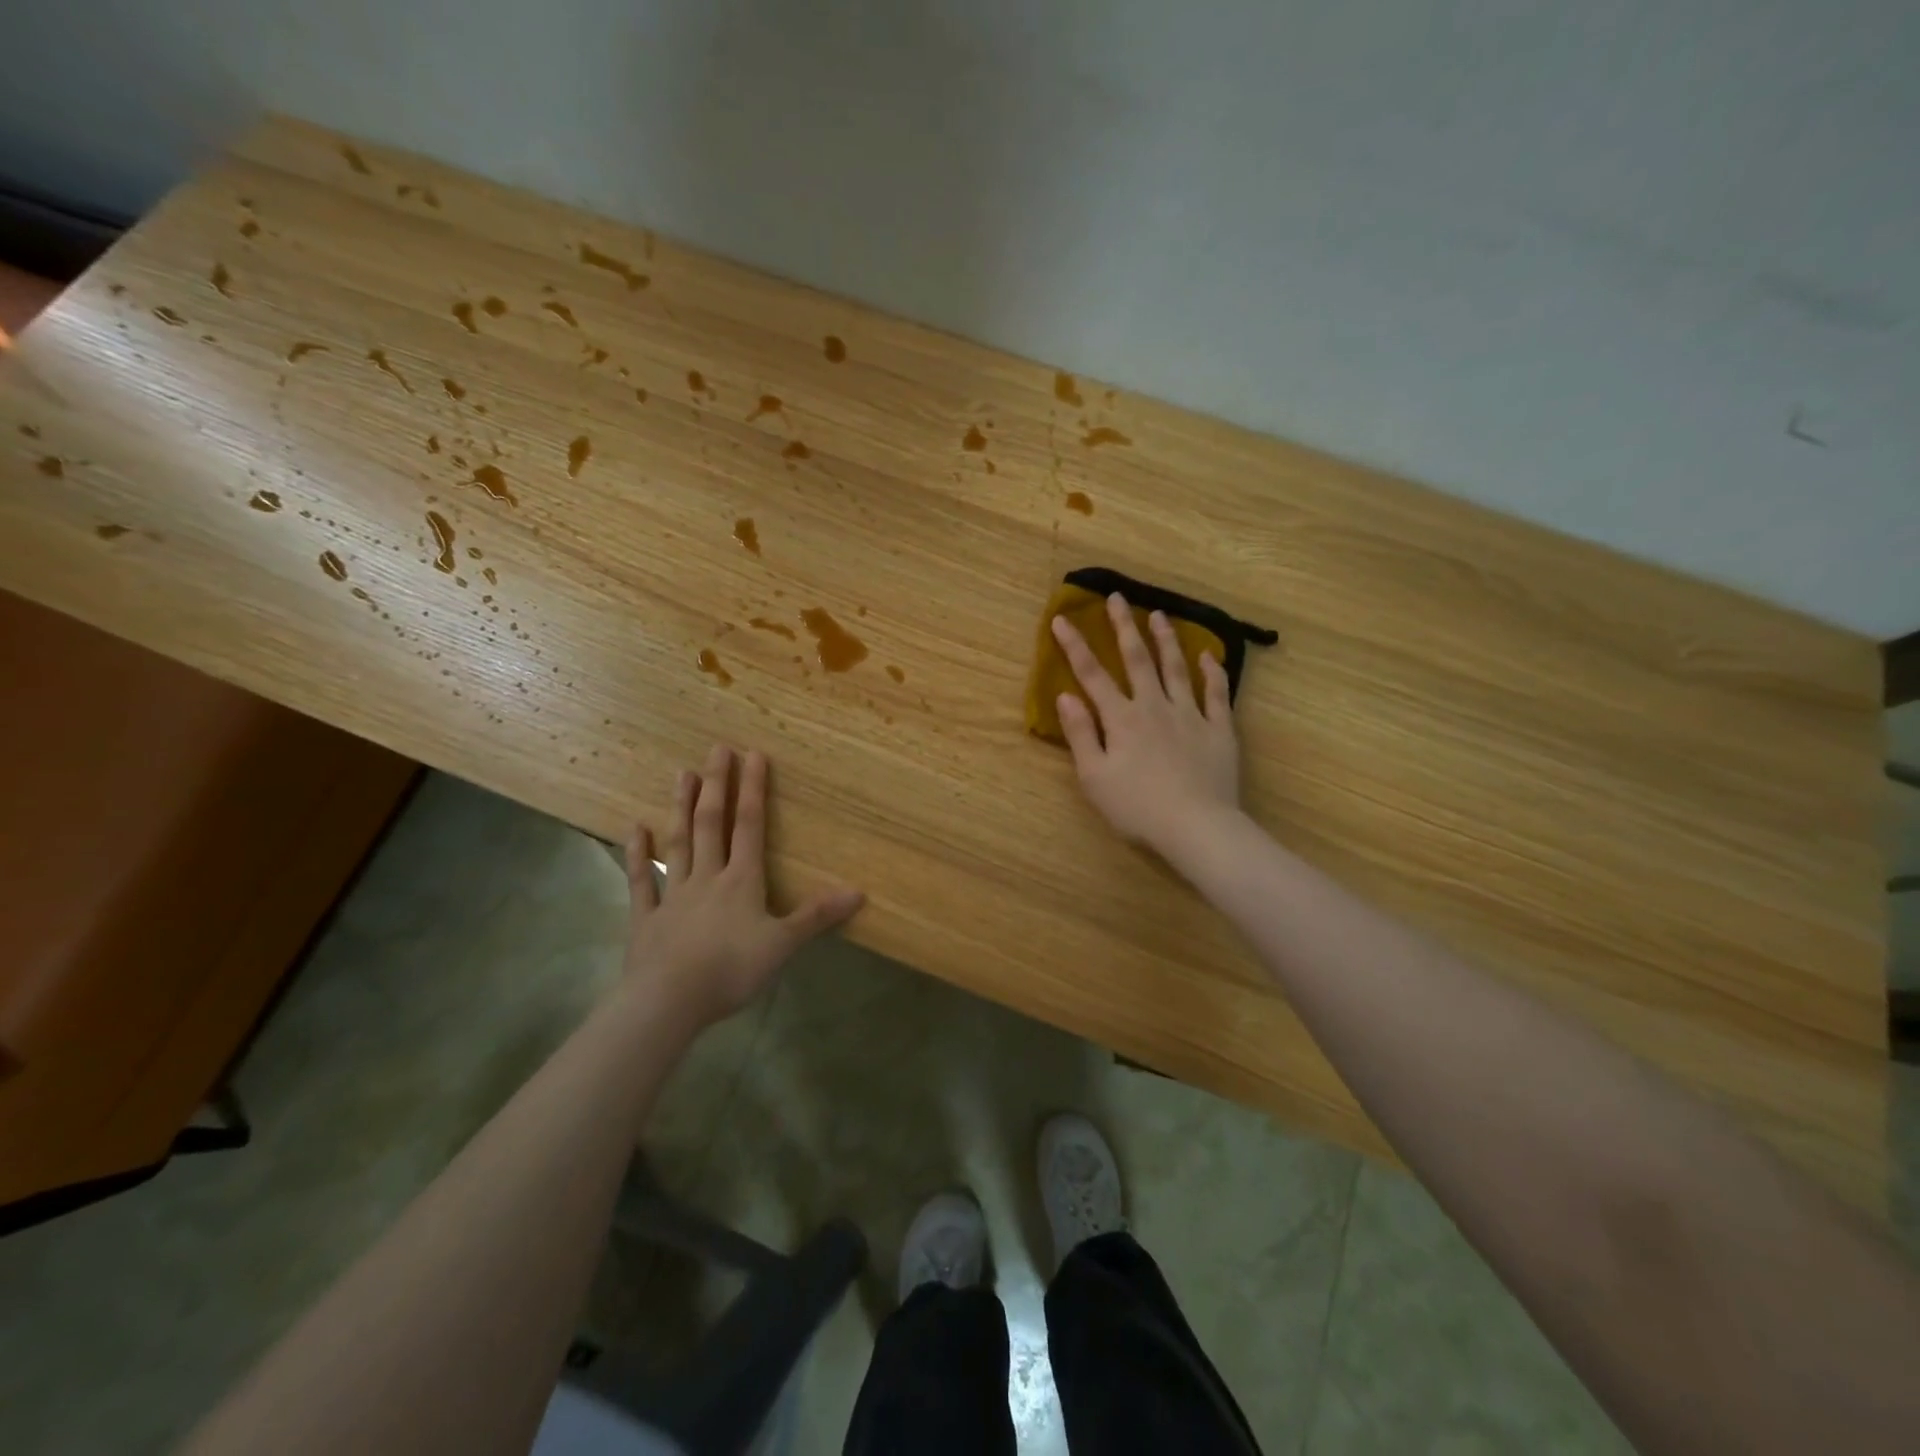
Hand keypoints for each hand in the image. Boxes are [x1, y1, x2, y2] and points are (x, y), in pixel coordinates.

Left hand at [620, 745, 863, 1031]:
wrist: (669, 1001)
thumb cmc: (731, 970)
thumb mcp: (784, 945)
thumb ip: (817, 916)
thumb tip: (860, 892)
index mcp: (742, 880)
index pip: (750, 826)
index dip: (754, 790)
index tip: (753, 754)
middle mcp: (708, 877)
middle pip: (712, 824)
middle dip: (717, 785)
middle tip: (716, 749)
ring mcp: (673, 894)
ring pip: (679, 842)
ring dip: (681, 808)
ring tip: (682, 774)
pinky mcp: (646, 918)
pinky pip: (642, 880)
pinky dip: (638, 854)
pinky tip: (634, 829)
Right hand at [1051, 594, 1242, 856]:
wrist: (1196, 827)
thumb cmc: (1137, 808)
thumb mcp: (1094, 777)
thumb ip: (1081, 733)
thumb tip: (1065, 695)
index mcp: (1122, 719)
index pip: (1092, 675)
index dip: (1075, 646)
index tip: (1063, 618)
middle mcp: (1155, 706)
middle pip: (1137, 659)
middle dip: (1124, 626)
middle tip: (1117, 597)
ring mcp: (1190, 715)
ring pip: (1176, 668)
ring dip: (1166, 639)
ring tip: (1159, 614)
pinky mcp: (1219, 730)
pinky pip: (1217, 694)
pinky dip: (1213, 672)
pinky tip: (1209, 655)